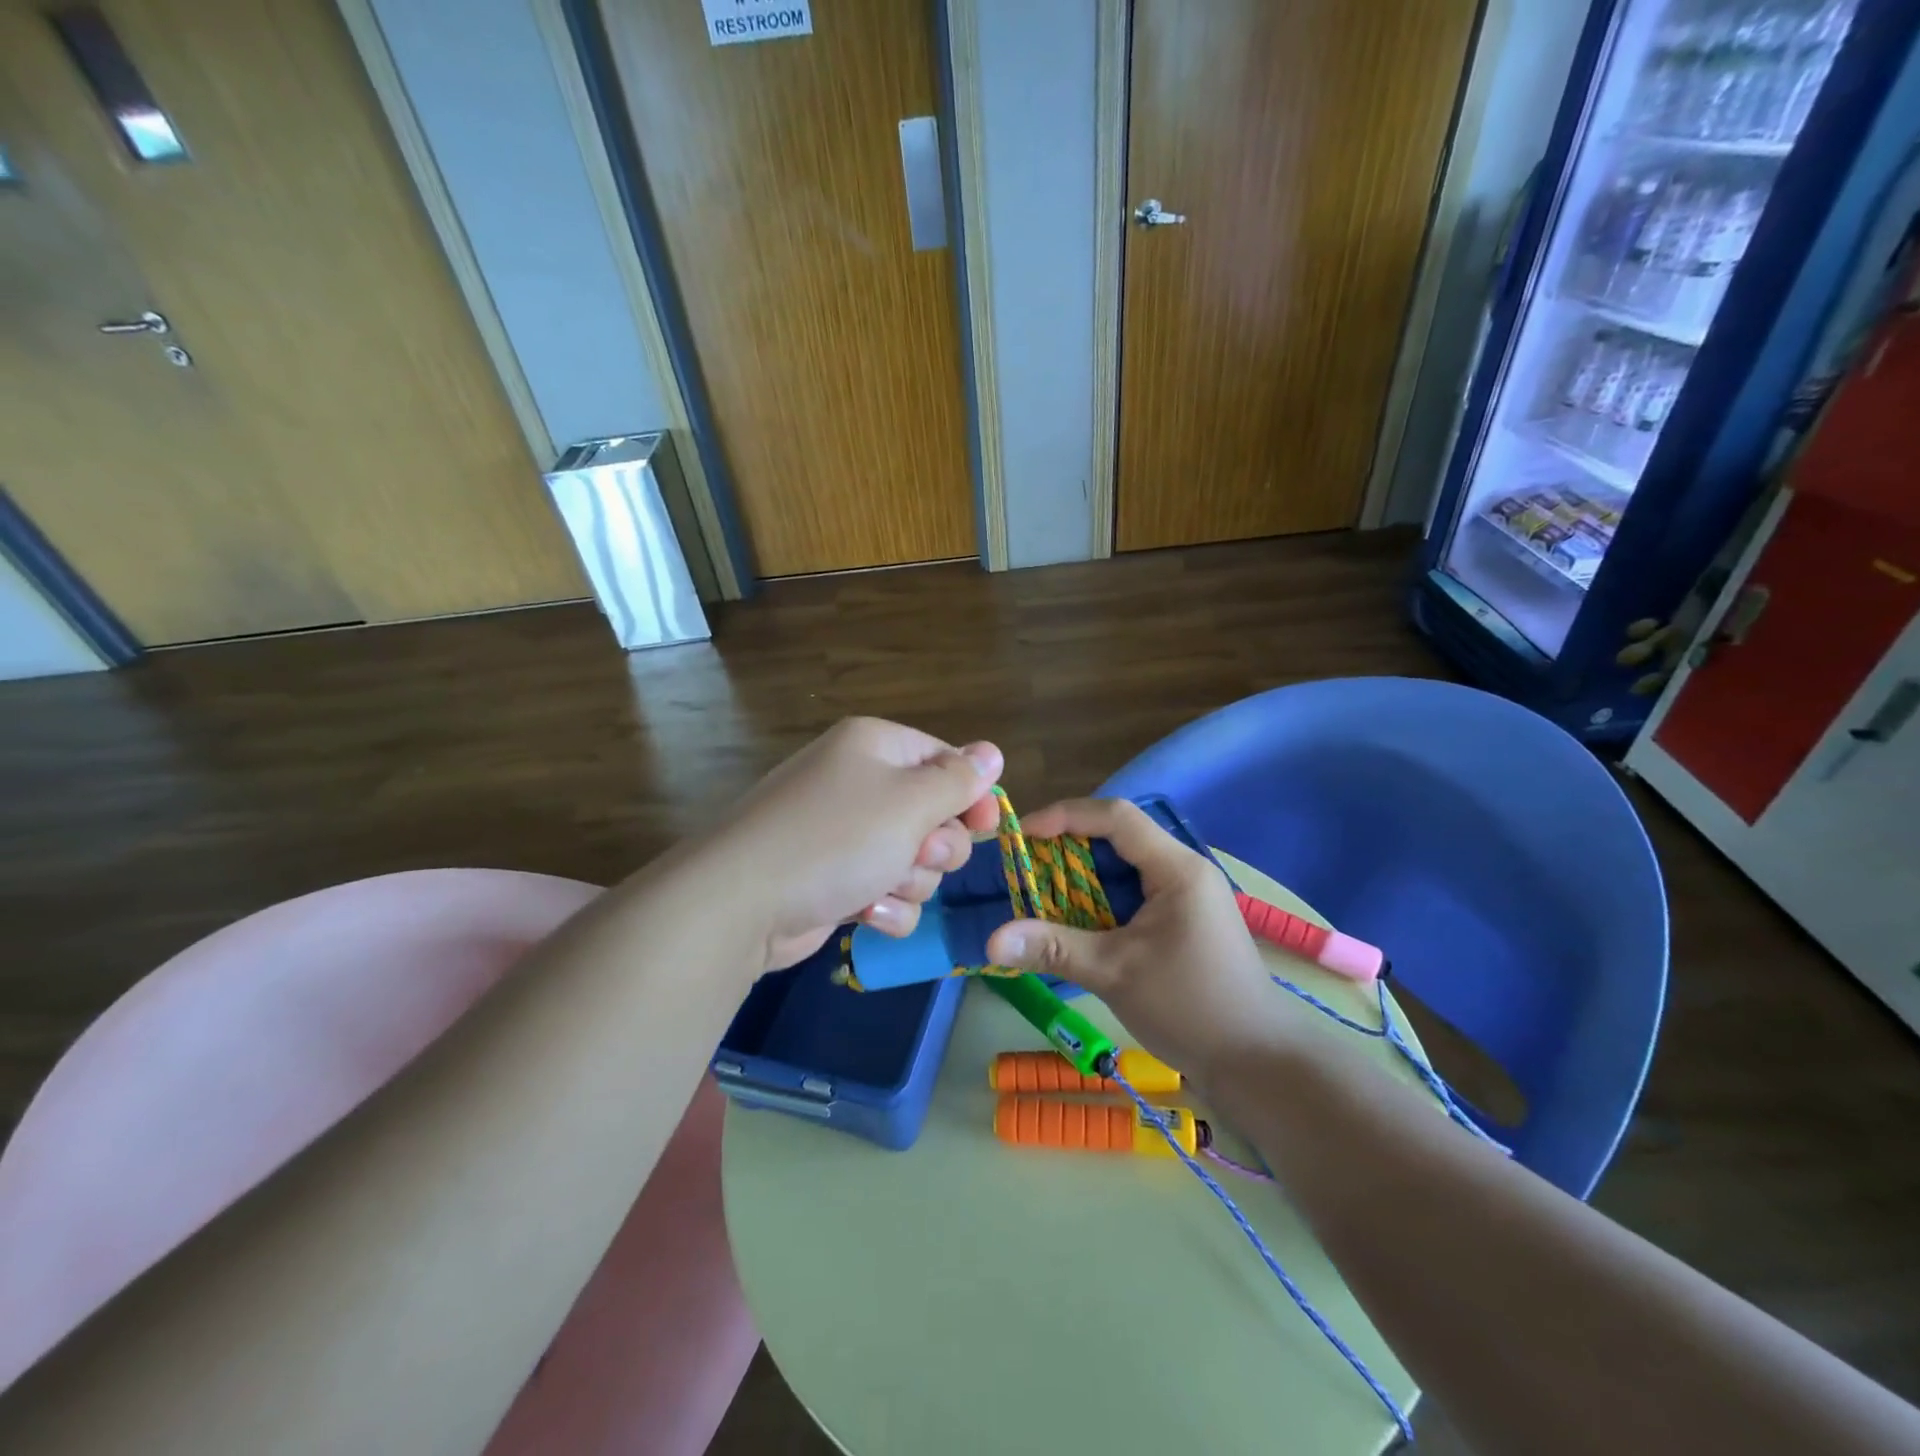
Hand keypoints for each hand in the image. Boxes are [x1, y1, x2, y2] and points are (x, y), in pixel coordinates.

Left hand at [703, 717, 1002, 973]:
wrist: (743, 903)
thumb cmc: (837, 839)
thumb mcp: (909, 803)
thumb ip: (958, 780)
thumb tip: (993, 751)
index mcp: (876, 747)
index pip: (945, 759)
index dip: (971, 794)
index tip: (985, 827)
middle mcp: (860, 783)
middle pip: (934, 814)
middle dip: (936, 845)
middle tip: (917, 854)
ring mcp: (844, 834)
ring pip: (915, 859)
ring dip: (909, 880)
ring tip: (879, 887)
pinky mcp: (835, 879)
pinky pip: (886, 890)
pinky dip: (883, 906)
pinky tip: (863, 913)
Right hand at [984, 798, 1292, 1085]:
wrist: (1259, 1063)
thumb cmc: (1191, 1008)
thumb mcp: (1115, 973)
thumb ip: (1053, 948)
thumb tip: (990, 942)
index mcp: (1177, 869)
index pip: (1116, 817)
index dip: (1066, 817)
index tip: (1023, 836)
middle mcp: (1183, 870)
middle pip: (1118, 837)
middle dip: (1068, 847)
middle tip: (1025, 868)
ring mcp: (1186, 895)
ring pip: (1124, 866)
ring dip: (1082, 876)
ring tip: (1040, 893)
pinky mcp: (1182, 919)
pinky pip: (1133, 891)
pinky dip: (1099, 899)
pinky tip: (1073, 920)